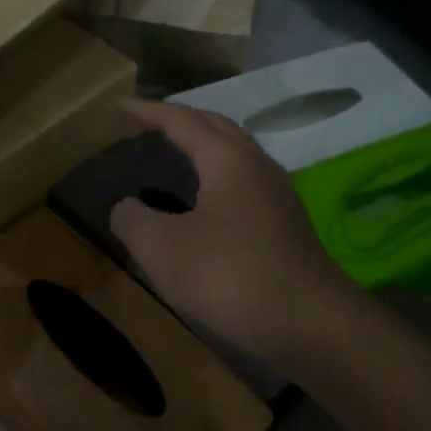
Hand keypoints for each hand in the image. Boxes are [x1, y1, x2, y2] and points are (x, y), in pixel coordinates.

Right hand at [109, 100, 357, 368]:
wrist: (311, 324)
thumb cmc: (231, 276)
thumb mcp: (163, 249)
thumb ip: (133, 220)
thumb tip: (125, 207)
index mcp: (227, 159)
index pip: (181, 120)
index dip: (148, 111)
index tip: (120, 106)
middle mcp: (256, 166)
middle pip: (216, 126)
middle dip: (181, 119)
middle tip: (148, 124)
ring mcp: (277, 195)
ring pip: (236, 153)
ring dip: (204, 146)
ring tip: (176, 154)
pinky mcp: (286, 224)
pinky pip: (245, 181)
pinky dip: (217, 175)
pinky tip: (207, 202)